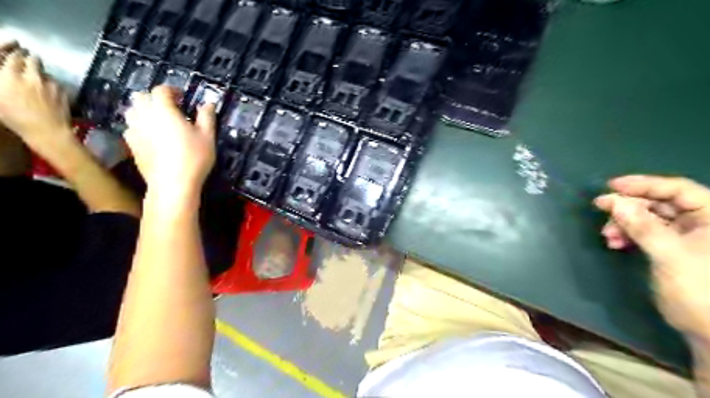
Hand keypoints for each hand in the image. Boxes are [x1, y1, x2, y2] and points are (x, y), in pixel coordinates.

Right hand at [0, 46, 73, 151]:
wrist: (48, 130)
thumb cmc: (16, 118)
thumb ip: (2, 82)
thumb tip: (7, 76)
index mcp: (8, 76)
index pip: (12, 56)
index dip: (14, 53)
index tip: (15, 53)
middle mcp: (30, 76)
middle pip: (31, 59)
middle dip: (28, 57)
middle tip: (28, 59)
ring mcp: (49, 83)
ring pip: (45, 71)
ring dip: (41, 71)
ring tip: (38, 77)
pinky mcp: (63, 91)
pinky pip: (56, 82)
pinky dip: (51, 83)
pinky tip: (50, 90)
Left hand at [124, 86, 217, 203]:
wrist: (172, 183)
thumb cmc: (194, 158)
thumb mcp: (207, 136)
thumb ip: (206, 117)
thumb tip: (208, 103)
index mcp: (164, 110)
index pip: (161, 90)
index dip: (172, 90)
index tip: (182, 97)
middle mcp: (144, 115)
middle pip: (142, 96)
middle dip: (155, 98)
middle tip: (170, 108)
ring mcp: (134, 130)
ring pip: (132, 110)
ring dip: (144, 110)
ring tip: (158, 120)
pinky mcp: (130, 144)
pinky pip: (131, 127)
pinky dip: (139, 125)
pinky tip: (151, 136)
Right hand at [595, 175, 709, 336]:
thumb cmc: (700, 290)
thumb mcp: (669, 254)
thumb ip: (642, 226)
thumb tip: (612, 201)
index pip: (678, 190)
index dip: (644, 184)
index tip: (611, 186)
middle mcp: (703, 222)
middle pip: (660, 202)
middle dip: (628, 207)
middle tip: (601, 209)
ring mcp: (688, 236)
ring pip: (650, 218)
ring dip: (625, 223)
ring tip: (608, 235)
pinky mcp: (674, 248)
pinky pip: (647, 233)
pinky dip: (629, 235)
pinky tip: (615, 243)